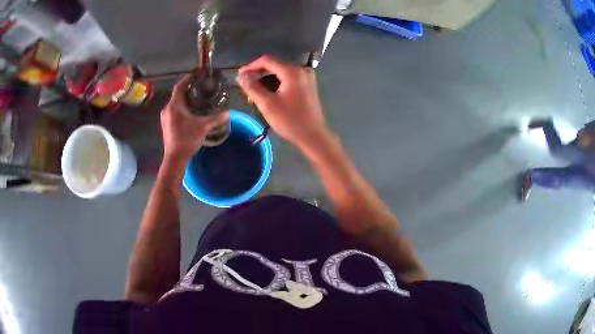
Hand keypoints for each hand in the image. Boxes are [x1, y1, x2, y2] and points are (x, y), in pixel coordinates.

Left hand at [161, 75, 228, 160]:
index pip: (180, 86)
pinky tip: (191, 111)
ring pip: (176, 102)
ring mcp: (165, 117)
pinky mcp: (167, 124)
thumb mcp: (203, 127)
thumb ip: (216, 119)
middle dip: (188, 88)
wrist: (174, 158)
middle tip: (200, 85)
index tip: (197, 73)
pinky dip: (182, 106)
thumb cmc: (186, 139)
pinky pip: (175, 110)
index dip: (188, 78)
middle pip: (177, 94)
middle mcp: (167, 109)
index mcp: (174, 106)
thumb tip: (228, 112)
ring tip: (197, 97)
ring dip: (185, 98)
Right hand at [236, 55, 327, 146]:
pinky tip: (268, 95)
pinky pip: (288, 80)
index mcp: (292, 72)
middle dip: (258, 75)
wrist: (313, 136)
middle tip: (245, 85)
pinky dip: (276, 84)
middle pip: (275, 66)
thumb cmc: (290, 120)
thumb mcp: (267, 104)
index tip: (239, 75)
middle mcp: (301, 70)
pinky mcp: (308, 86)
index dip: (251, 66)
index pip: (267, 61)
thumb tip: (240, 77)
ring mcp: (306, 78)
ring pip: (281, 73)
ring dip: (266, 81)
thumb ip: (252, 88)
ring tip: (254, 93)